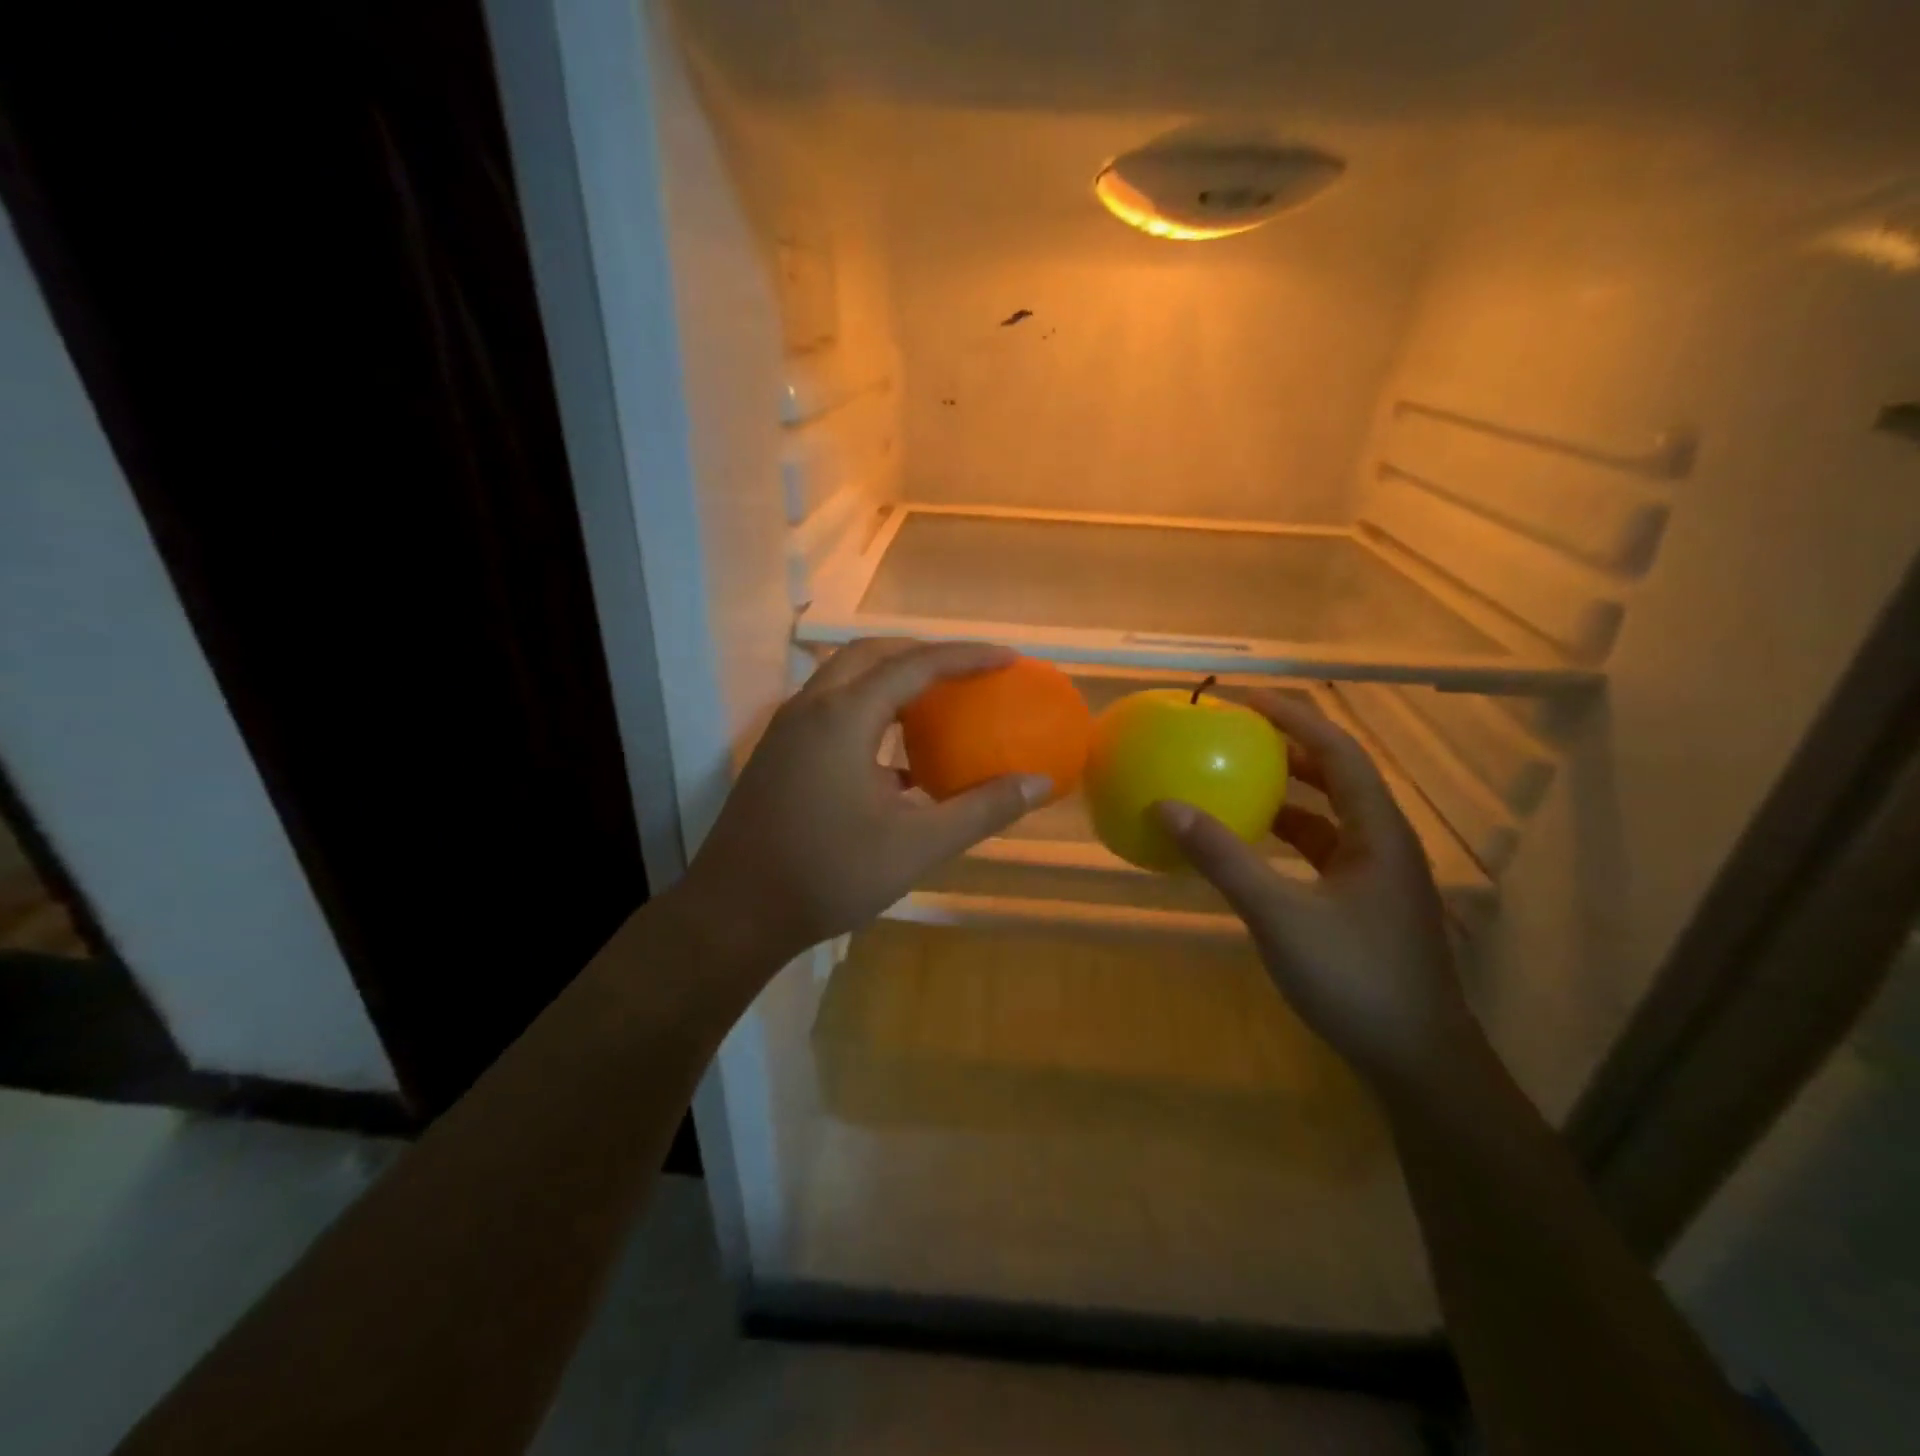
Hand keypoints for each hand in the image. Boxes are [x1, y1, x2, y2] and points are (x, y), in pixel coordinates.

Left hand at [678, 639, 1052, 969]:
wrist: (734, 914)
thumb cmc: (827, 875)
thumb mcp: (916, 846)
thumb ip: (981, 809)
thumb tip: (1039, 784)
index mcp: (843, 717)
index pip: (915, 665)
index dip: (966, 656)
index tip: (1008, 658)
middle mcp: (811, 708)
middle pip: (872, 655)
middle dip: (923, 653)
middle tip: (968, 671)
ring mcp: (787, 730)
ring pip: (845, 679)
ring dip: (892, 679)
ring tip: (936, 703)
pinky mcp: (778, 755)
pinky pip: (831, 710)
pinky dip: (869, 711)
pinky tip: (895, 757)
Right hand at [1151, 691, 1480, 1089]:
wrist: (1417, 1060)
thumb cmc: (1356, 978)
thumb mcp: (1280, 915)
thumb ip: (1225, 860)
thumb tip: (1168, 807)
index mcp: (1377, 833)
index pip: (1339, 753)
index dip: (1296, 719)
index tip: (1248, 700)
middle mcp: (1383, 843)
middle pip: (1338, 777)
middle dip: (1290, 748)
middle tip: (1237, 732)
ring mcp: (1376, 876)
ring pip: (1330, 815)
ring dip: (1289, 792)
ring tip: (1238, 777)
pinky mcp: (1364, 903)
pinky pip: (1322, 849)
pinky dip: (1287, 835)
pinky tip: (1253, 845)